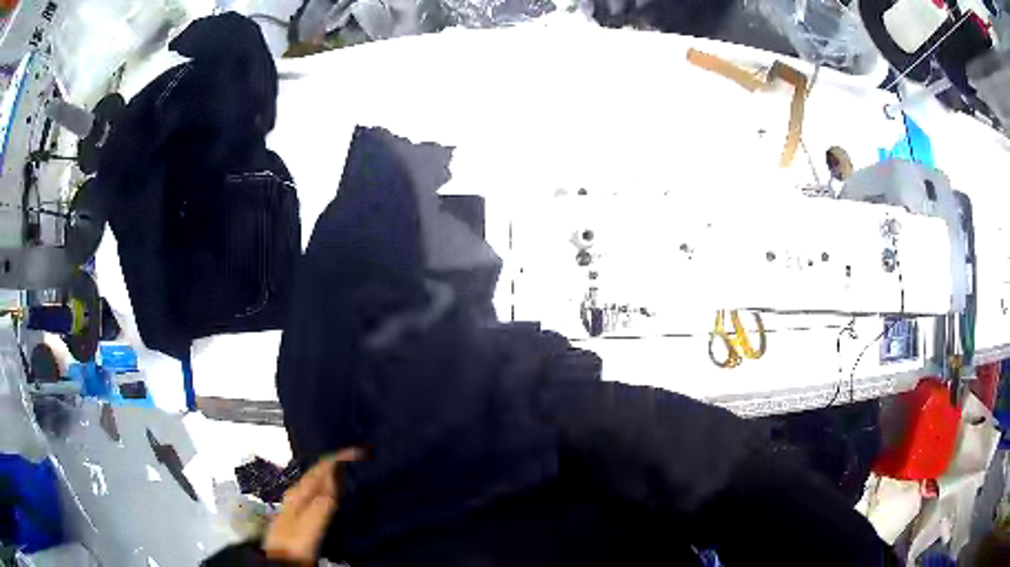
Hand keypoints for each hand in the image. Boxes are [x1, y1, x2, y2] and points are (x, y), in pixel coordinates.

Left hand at [263, 448, 361, 564]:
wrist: (280, 559)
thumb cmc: (294, 543)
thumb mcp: (309, 525)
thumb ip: (321, 503)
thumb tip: (335, 476)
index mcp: (298, 493)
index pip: (320, 468)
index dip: (338, 457)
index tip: (359, 451)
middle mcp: (296, 494)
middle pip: (317, 473)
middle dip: (336, 462)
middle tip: (359, 458)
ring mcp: (297, 505)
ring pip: (317, 483)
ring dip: (333, 474)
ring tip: (350, 471)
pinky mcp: (301, 517)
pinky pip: (318, 494)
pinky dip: (329, 488)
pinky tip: (336, 494)